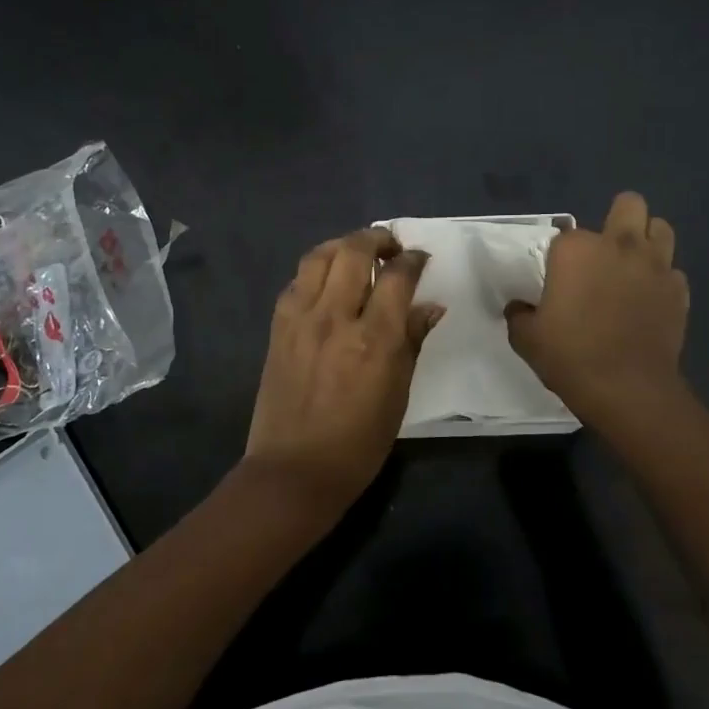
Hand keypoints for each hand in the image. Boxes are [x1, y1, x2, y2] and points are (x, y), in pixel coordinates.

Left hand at [243, 228, 443, 516]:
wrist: (294, 469)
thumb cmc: (358, 443)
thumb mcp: (398, 394)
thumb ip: (412, 342)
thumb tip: (430, 307)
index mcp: (374, 339)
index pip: (397, 277)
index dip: (412, 260)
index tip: (420, 258)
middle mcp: (335, 317)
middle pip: (354, 252)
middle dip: (376, 239)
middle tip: (390, 246)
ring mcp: (301, 319)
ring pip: (319, 257)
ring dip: (342, 246)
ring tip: (357, 253)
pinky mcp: (278, 327)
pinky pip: (297, 282)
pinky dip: (316, 271)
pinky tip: (327, 282)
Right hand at [505, 192, 689, 429]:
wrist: (628, 389)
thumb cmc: (571, 356)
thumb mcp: (526, 338)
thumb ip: (519, 314)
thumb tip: (520, 307)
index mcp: (576, 250)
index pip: (566, 235)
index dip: (562, 255)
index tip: (558, 278)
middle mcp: (619, 246)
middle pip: (629, 205)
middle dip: (618, 219)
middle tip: (604, 251)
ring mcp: (655, 266)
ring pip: (661, 228)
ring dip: (647, 239)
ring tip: (632, 264)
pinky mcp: (679, 291)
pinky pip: (673, 272)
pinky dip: (661, 280)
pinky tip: (649, 300)